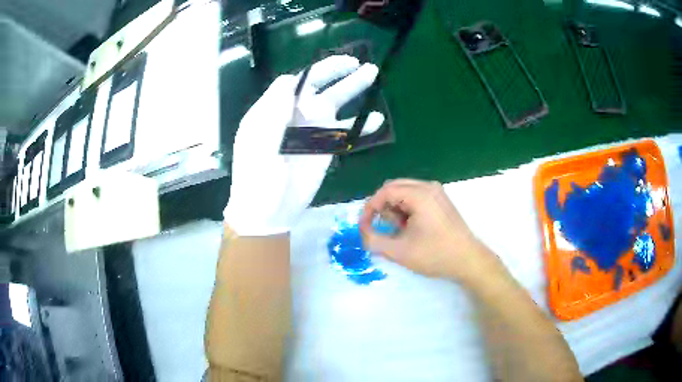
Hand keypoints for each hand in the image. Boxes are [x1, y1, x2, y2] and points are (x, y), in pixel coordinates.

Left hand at [224, 55, 384, 235]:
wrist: (269, 210)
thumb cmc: (257, 175)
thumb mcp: (259, 140)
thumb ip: (274, 108)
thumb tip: (289, 78)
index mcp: (273, 109)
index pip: (292, 82)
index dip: (309, 75)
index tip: (320, 83)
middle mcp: (293, 114)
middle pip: (317, 85)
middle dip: (335, 71)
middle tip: (356, 62)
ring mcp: (311, 130)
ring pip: (335, 103)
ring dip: (353, 88)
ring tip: (373, 73)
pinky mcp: (325, 147)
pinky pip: (345, 131)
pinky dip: (360, 125)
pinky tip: (377, 118)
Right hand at [359, 179, 501, 285]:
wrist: (468, 260)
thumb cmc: (435, 255)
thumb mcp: (399, 251)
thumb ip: (374, 240)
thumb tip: (362, 231)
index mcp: (420, 194)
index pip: (385, 192)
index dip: (369, 208)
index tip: (363, 226)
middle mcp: (428, 187)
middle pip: (394, 188)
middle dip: (382, 208)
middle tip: (381, 228)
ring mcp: (437, 192)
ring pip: (404, 192)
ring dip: (395, 209)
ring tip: (400, 231)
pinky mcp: (441, 200)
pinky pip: (415, 197)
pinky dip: (406, 210)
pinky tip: (411, 228)